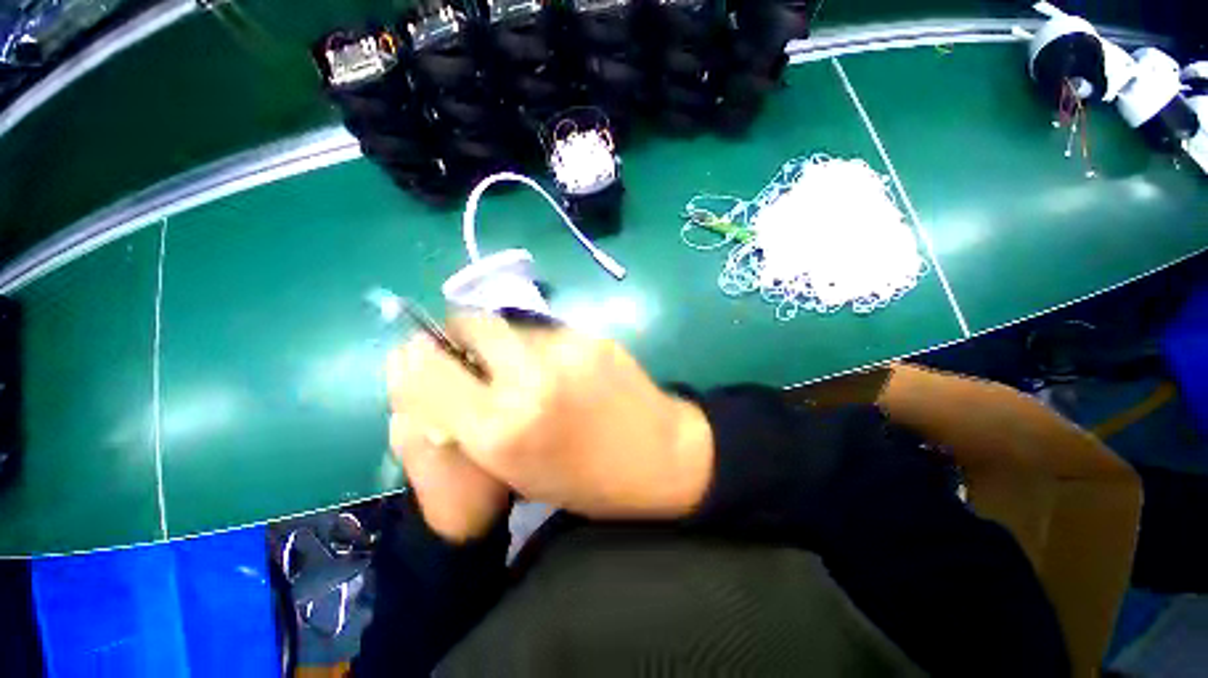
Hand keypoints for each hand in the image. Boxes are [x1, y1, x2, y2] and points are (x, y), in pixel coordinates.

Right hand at [386, 314, 713, 519]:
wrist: (662, 455)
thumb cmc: (587, 481)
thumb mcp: (516, 473)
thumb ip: (468, 426)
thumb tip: (433, 385)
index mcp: (499, 429)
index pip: (424, 369)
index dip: (414, 360)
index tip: (420, 360)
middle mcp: (528, 379)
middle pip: (468, 322)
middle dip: (460, 335)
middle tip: (473, 355)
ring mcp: (565, 349)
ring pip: (509, 323)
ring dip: (503, 340)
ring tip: (521, 365)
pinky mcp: (591, 336)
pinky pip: (546, 331)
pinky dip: (538, 344)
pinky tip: (557, 365)